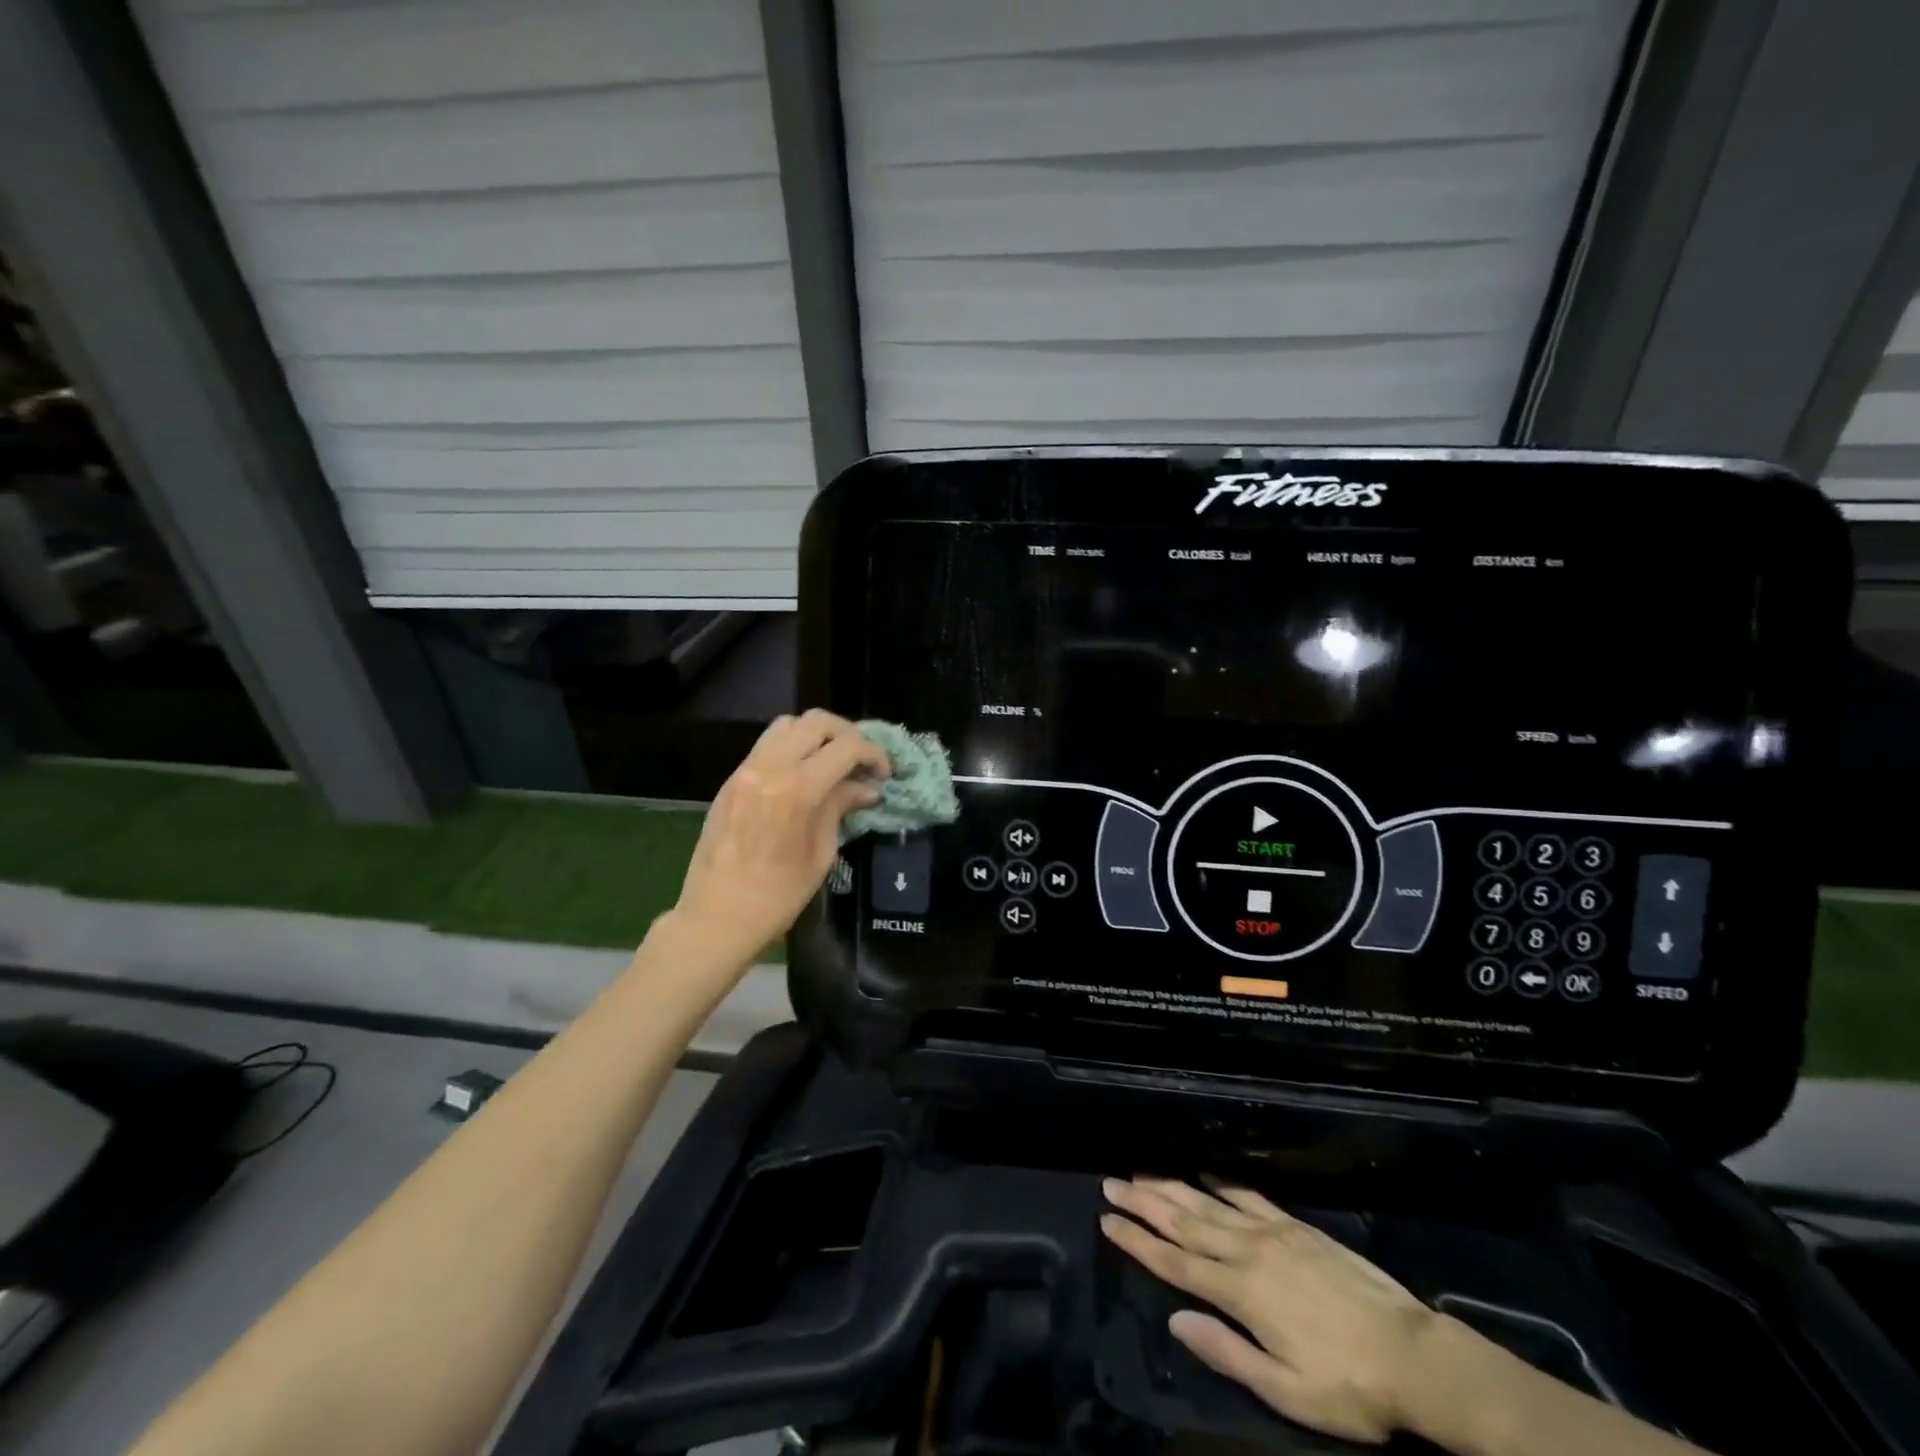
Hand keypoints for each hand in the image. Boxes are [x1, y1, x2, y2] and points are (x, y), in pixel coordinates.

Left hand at [671, 710, 888, 960]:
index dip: (873, 753)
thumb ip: (840, 808)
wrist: (715, 918)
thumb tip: (867, 788)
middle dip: (848, 734)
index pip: (846, 746)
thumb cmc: (776, 897)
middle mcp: (768, 767)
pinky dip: (793, 747)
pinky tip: (804, 775)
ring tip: (833, 762)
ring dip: (817, 735)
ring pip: (788, 724)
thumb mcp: (820, 854)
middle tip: (862, 760)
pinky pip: (767, 745)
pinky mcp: (731, 780)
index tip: (884, 773)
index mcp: (796, 789)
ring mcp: (745, 770)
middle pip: (816, 721)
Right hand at [1101, 1176, 1435, 1444]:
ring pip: (1208, 1204)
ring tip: (1142, 1172)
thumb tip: (1176, 1320)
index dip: (1138, 1242)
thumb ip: (1227, 1352)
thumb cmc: (1348, 1384)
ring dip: (1171, 1187)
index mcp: (1241, 1293)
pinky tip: (1205, 1172)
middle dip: (1144, 1203)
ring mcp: (1272, 1233)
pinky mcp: (1295, 1226)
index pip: (1175, 1264)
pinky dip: (1221, 1182)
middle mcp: (1248, 1252)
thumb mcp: (1287, 1391)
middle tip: (1111, 1184)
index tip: (1108, 1220)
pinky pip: (1249, 1196)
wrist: (1412, 1355)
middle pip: (1184, 1223)